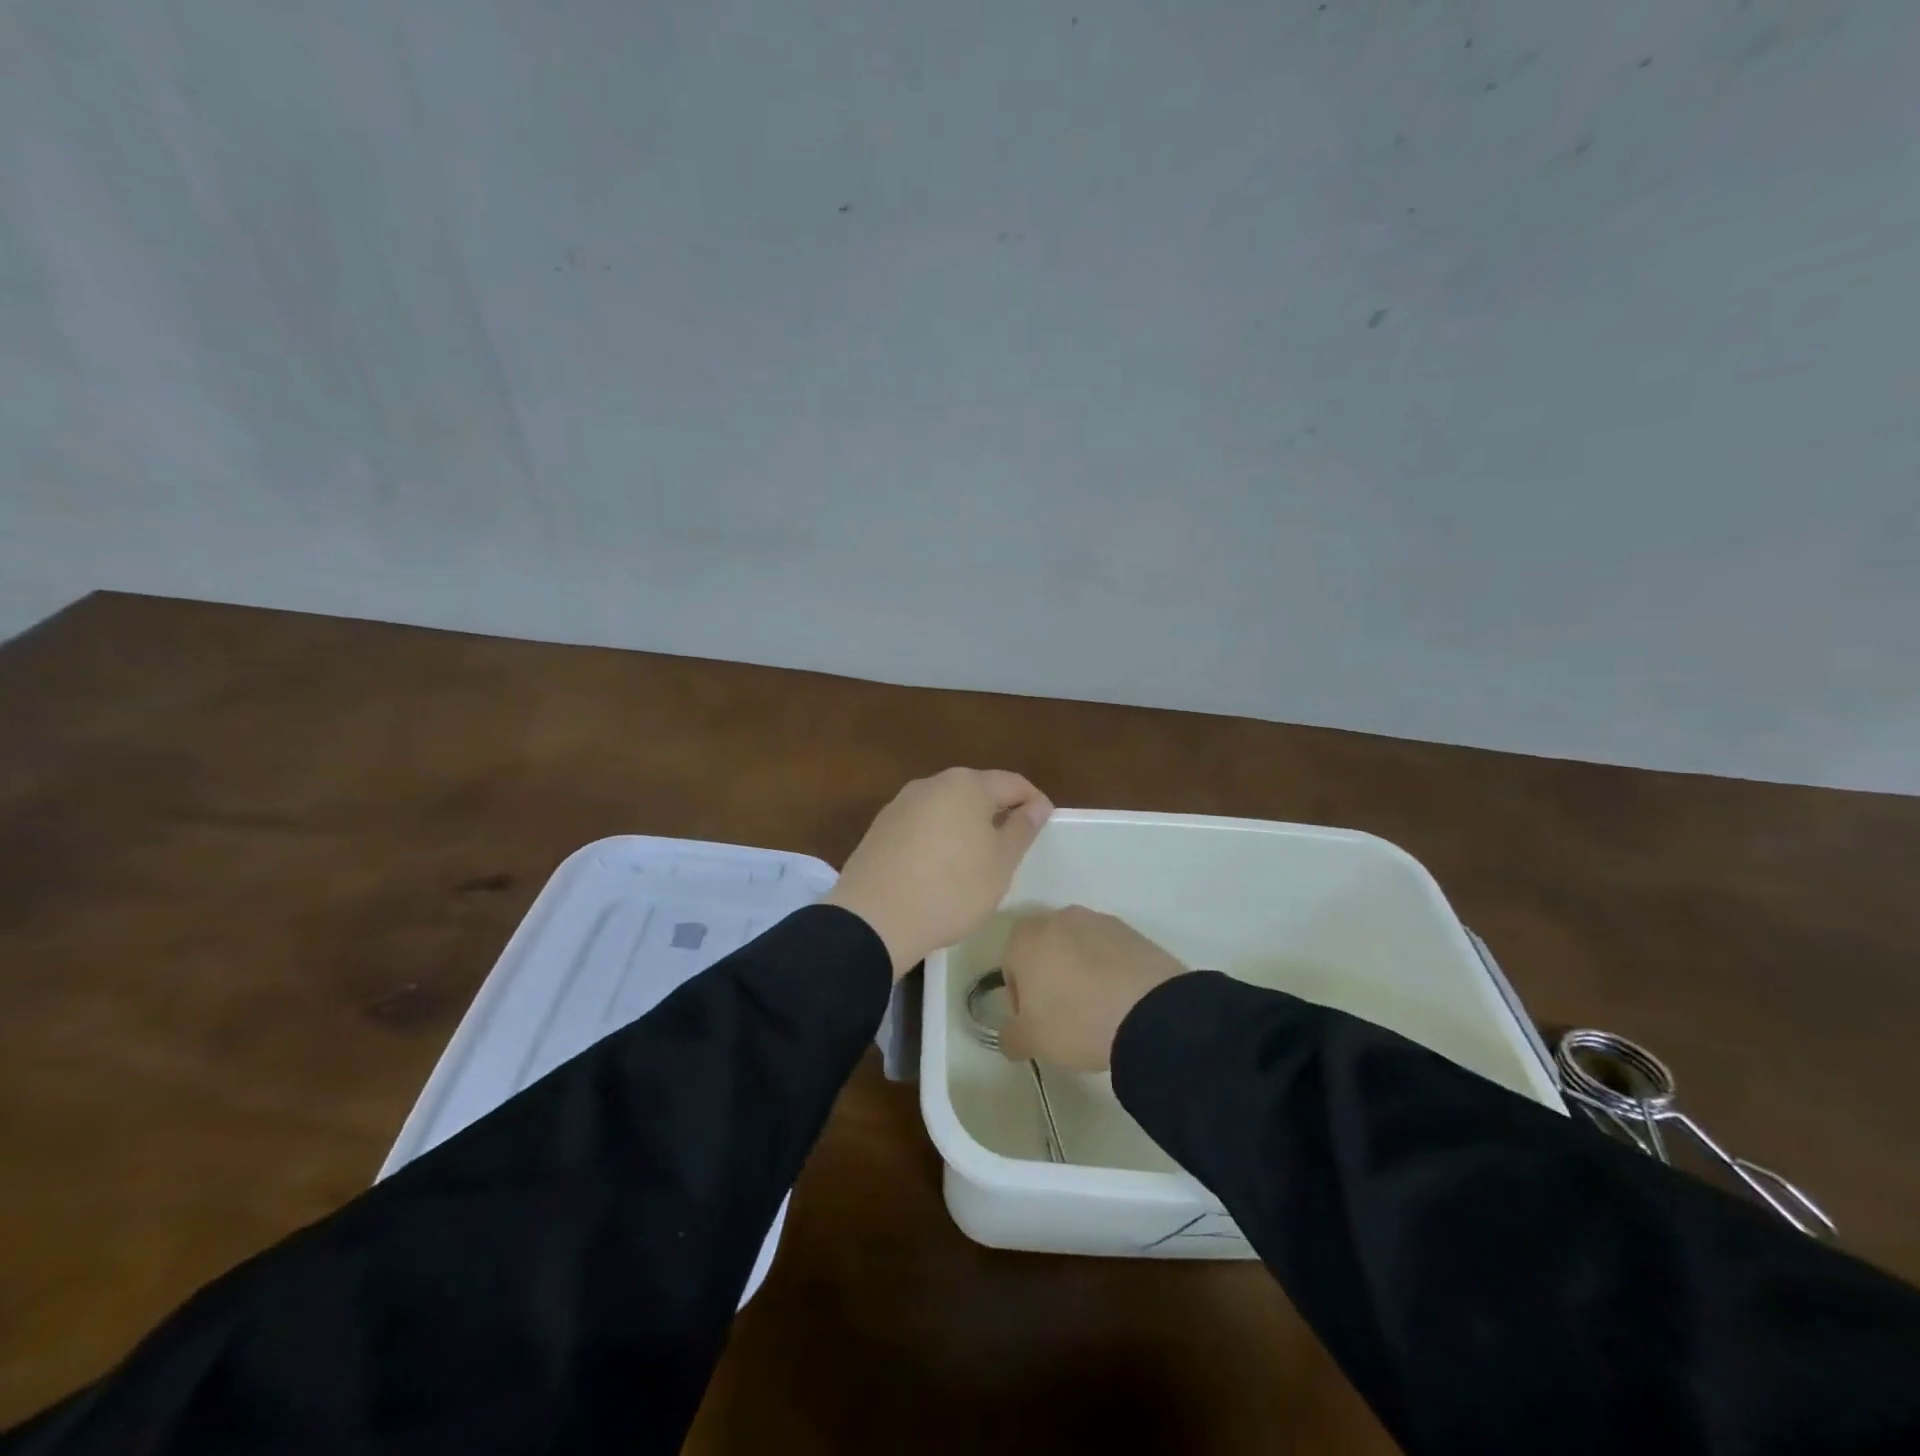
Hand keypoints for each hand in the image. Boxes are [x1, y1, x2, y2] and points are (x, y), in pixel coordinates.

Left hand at [823, 768, 1052, 978]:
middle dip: (997, 812)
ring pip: (945, 807)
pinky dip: (937, 838)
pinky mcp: (880, 828)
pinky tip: (938, 869)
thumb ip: (1022, 828)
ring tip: (975, 860)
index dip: (1033, 802)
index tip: (1045, 825)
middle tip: (1012, 846)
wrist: (874, 919)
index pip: (1012, 783)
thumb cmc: (952, 888)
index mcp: (966, 784)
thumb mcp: (1000, 863)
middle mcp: (931, 783)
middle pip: (976, 790)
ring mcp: (900, 804)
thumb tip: (1037, 805)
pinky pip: (920, 825)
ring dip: (965, 826)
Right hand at [1000, 906, 1187, 1071]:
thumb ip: (1010, 1036)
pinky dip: (1109, 970)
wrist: (1149, 1011)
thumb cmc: (1075, 1020)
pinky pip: (1109, 951)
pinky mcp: (1131, 931)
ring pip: (1078, 948)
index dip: (1020, 997)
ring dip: (1080, 972)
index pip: (1010, 965)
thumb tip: (1010, 1035)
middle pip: (1044, 950)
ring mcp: (1098, 920)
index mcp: (1025, 937)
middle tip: (1064, 1016)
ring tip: (1097, 1009)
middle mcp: (1058, 918)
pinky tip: (1120, 1000)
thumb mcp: (1031, 1041)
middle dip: (1049, 978)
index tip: (1035, 1022)